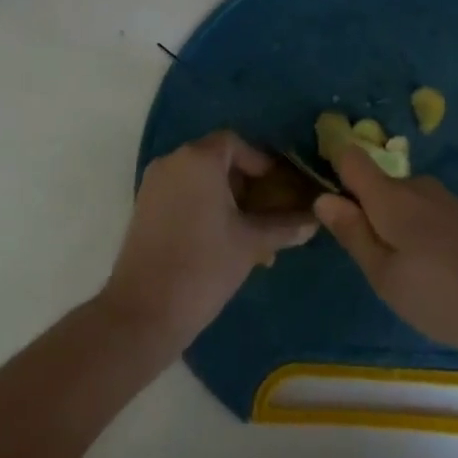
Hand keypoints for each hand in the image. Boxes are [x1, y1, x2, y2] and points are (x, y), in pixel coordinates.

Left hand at [103, 131, 318, 350]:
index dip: (261, 162)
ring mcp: (154, 185)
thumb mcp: (252, 243)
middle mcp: (173, 162)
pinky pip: (182, 196)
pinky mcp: (144, 210)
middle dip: (246, 184)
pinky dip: (204, 208)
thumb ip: (285, 226)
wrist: (142, 314)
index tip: (280, 189)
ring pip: (200, 181)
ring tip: (250, 235)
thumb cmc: (203, 266)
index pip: (236, 143)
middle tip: (268, 213)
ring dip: (227, 200)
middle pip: (217, 160)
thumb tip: (315, 220)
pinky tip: (223, 243)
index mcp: (199, 159)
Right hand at [313, 146, 457, 352]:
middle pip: (375, 184)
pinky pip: (422, 214)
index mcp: (390, 196)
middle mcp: (415, 185)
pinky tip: (430, 272)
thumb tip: (323, 197)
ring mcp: (443, 198)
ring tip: (401, 275)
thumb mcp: (386, 276)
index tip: (325, 201)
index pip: (350, 158)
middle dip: (364, 213)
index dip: (332, 169)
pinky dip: (416, 235)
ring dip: (392, 229)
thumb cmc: (445, 292)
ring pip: (400, 202)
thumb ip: (353, 234)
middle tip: (367, 262)